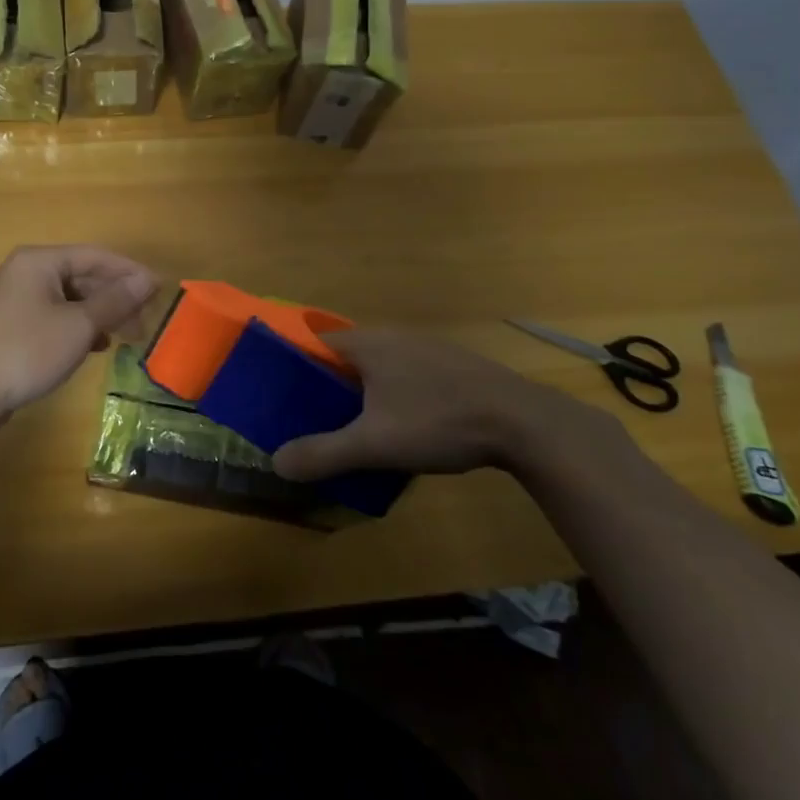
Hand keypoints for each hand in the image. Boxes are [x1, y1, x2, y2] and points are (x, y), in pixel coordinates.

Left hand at [0, 246, 157, 429]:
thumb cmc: (27, 351)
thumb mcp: (79, 326)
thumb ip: (115, 301)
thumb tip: (146, 280)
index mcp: (39, 260)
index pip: (95, 256)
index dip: (130, 272)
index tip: (159, 290)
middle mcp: (25, 271)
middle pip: (82, 276)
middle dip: (116, 297)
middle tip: (145, 321)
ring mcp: (15, 298)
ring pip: (69, 298)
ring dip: (99, 314)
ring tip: (126, 336)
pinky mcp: (12, 324)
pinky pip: (54, 315)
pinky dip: (78, 326)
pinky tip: (96, 345)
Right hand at [272, 329, 611, 480]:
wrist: (522, 422)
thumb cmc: (438, 421)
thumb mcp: (374, 444)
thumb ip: (323, 453)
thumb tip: (276, 463)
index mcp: (367, 344)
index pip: (314, 343)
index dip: (293, 368)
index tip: (281, 397)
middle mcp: (392, 336)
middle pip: (344, 357)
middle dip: (326, 386)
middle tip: (312, 420)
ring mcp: (425, 348)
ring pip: (377, 367)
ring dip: (361, 392)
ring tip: (351, 428)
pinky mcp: (451, 365)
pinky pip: (405, 375)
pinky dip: (392, 395)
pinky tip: (401, 426)